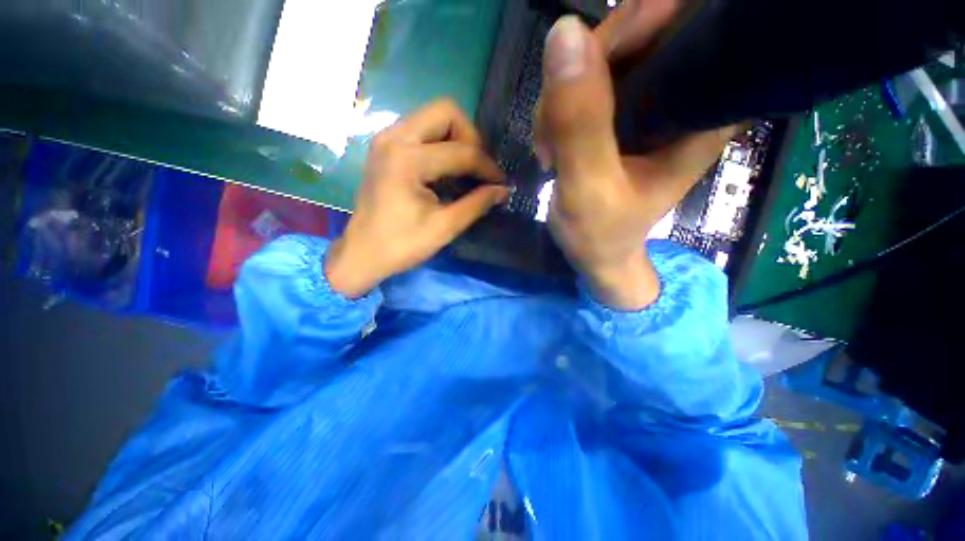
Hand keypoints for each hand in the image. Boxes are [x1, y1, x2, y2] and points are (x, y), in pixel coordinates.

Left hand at [326, 99, 507, 297]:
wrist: (362, 253)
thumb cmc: (402, 244)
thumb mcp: (444, 227)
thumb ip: (476, 204)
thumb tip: (502, 190)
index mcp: (408, 160)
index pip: (461, 151)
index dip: (487, 167)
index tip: (500, 183)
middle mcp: (394, 137)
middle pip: (446, 111)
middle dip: (471, 139)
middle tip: (478, 169)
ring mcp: (386, 138)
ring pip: (432, 116)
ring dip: (456, 139)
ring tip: (465, 169)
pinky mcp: (385, 146)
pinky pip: (421, 129)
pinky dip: (440, 143)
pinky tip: (445, 169)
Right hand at [535, 10, 735, 310]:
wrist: (598, 257)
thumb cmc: (600, 235)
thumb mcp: (588, 187)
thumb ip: (580, 122)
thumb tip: (564, 33)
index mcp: (701, 110)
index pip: (678, 25)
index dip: (627, 30)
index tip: (581, 73)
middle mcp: (685, 97)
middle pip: (635, 36)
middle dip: (581, 73)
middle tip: (552, 132)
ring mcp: (651, 105)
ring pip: (603, 60)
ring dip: (562, 99)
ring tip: (549, 150)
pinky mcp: (624, 118)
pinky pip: (588, 87)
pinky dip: (560, 111)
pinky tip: (552, 146)